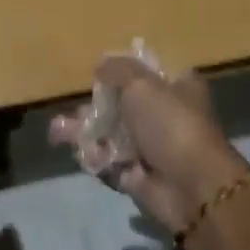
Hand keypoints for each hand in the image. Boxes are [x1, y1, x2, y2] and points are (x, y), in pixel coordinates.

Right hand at [50, 59, 246, 236]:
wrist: (191, 186)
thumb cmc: (170, 124)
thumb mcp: (141, 84)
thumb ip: (118, 70)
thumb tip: (101, 63)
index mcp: (177, 88)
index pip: (147, 73)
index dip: (122, 73)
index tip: (97, 75)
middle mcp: (167, 116)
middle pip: (123, 106)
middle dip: (94, 109)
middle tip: (74, 113)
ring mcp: (154, 148)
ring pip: (112, 136)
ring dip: (86, 134)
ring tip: (58, 134)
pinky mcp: (140, 177)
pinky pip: (111, 163)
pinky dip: (95, 159)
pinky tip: (82, 155)